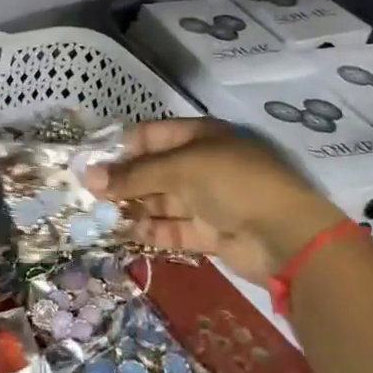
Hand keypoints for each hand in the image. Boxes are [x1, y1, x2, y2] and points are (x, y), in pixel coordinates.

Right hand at [86, 119, 345, 284]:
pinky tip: (124, 234)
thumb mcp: (179, 169)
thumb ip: (132, 175)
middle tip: (88, 196)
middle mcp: (202, 164)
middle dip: (123, 182)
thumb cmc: (232, 184)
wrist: (286, 236)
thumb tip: (87, 176)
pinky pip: (173, 228)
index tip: (91, 165)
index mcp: (199, 137)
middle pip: (153, 170)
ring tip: (101, 217)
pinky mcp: (210, 231)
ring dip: (133, 208)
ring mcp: (208, 199)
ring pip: (161, 201)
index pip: (150, 136)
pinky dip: (151, 231)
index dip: (121, 148)